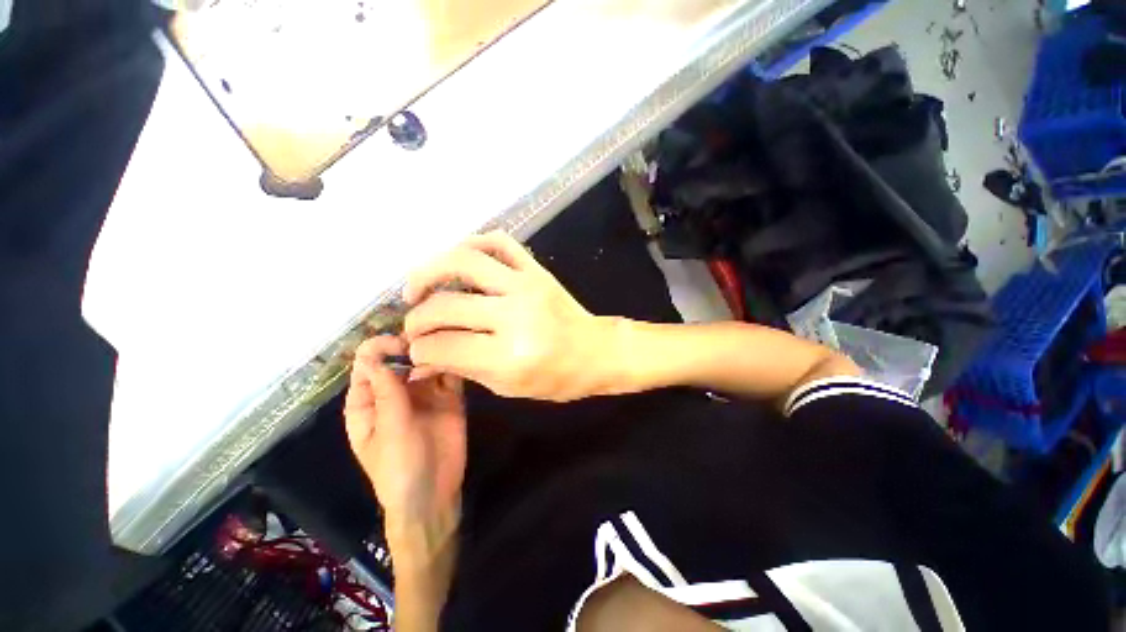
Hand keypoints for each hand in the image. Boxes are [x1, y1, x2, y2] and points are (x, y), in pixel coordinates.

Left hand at [344, 335, 465, 539]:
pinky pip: (450, 374)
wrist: (434, 493)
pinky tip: (460, 361)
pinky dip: (454, 364)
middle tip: (430, 344)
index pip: (368, 363)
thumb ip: (386, 394)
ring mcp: (425, 392)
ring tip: (445, 357)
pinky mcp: (449, 396)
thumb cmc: (398, 469)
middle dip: (412, 346)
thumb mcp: (388, 432)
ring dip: (435, 354)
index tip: (401, 344)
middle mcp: (397, 390)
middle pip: (400, 357)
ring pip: (427, 362)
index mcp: (369, 400)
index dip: (380, 348)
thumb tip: (374, 356)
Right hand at [403, 232, 616, 401]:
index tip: (414, 350)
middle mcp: (516, 315)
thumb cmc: (556, 378)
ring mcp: (527, 286)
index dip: (420, 350)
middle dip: (418, 318)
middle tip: (413, 325)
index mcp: (511, 357)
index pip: (445, 346)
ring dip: (429, 270)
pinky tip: (457, 260)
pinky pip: (499, 242)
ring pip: (465, 261)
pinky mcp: (537, 270)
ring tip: (417, 288)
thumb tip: (417, 361)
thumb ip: (462, 369)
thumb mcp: (508, 387)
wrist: (596, 351)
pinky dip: (471, 243)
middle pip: (447, 306)